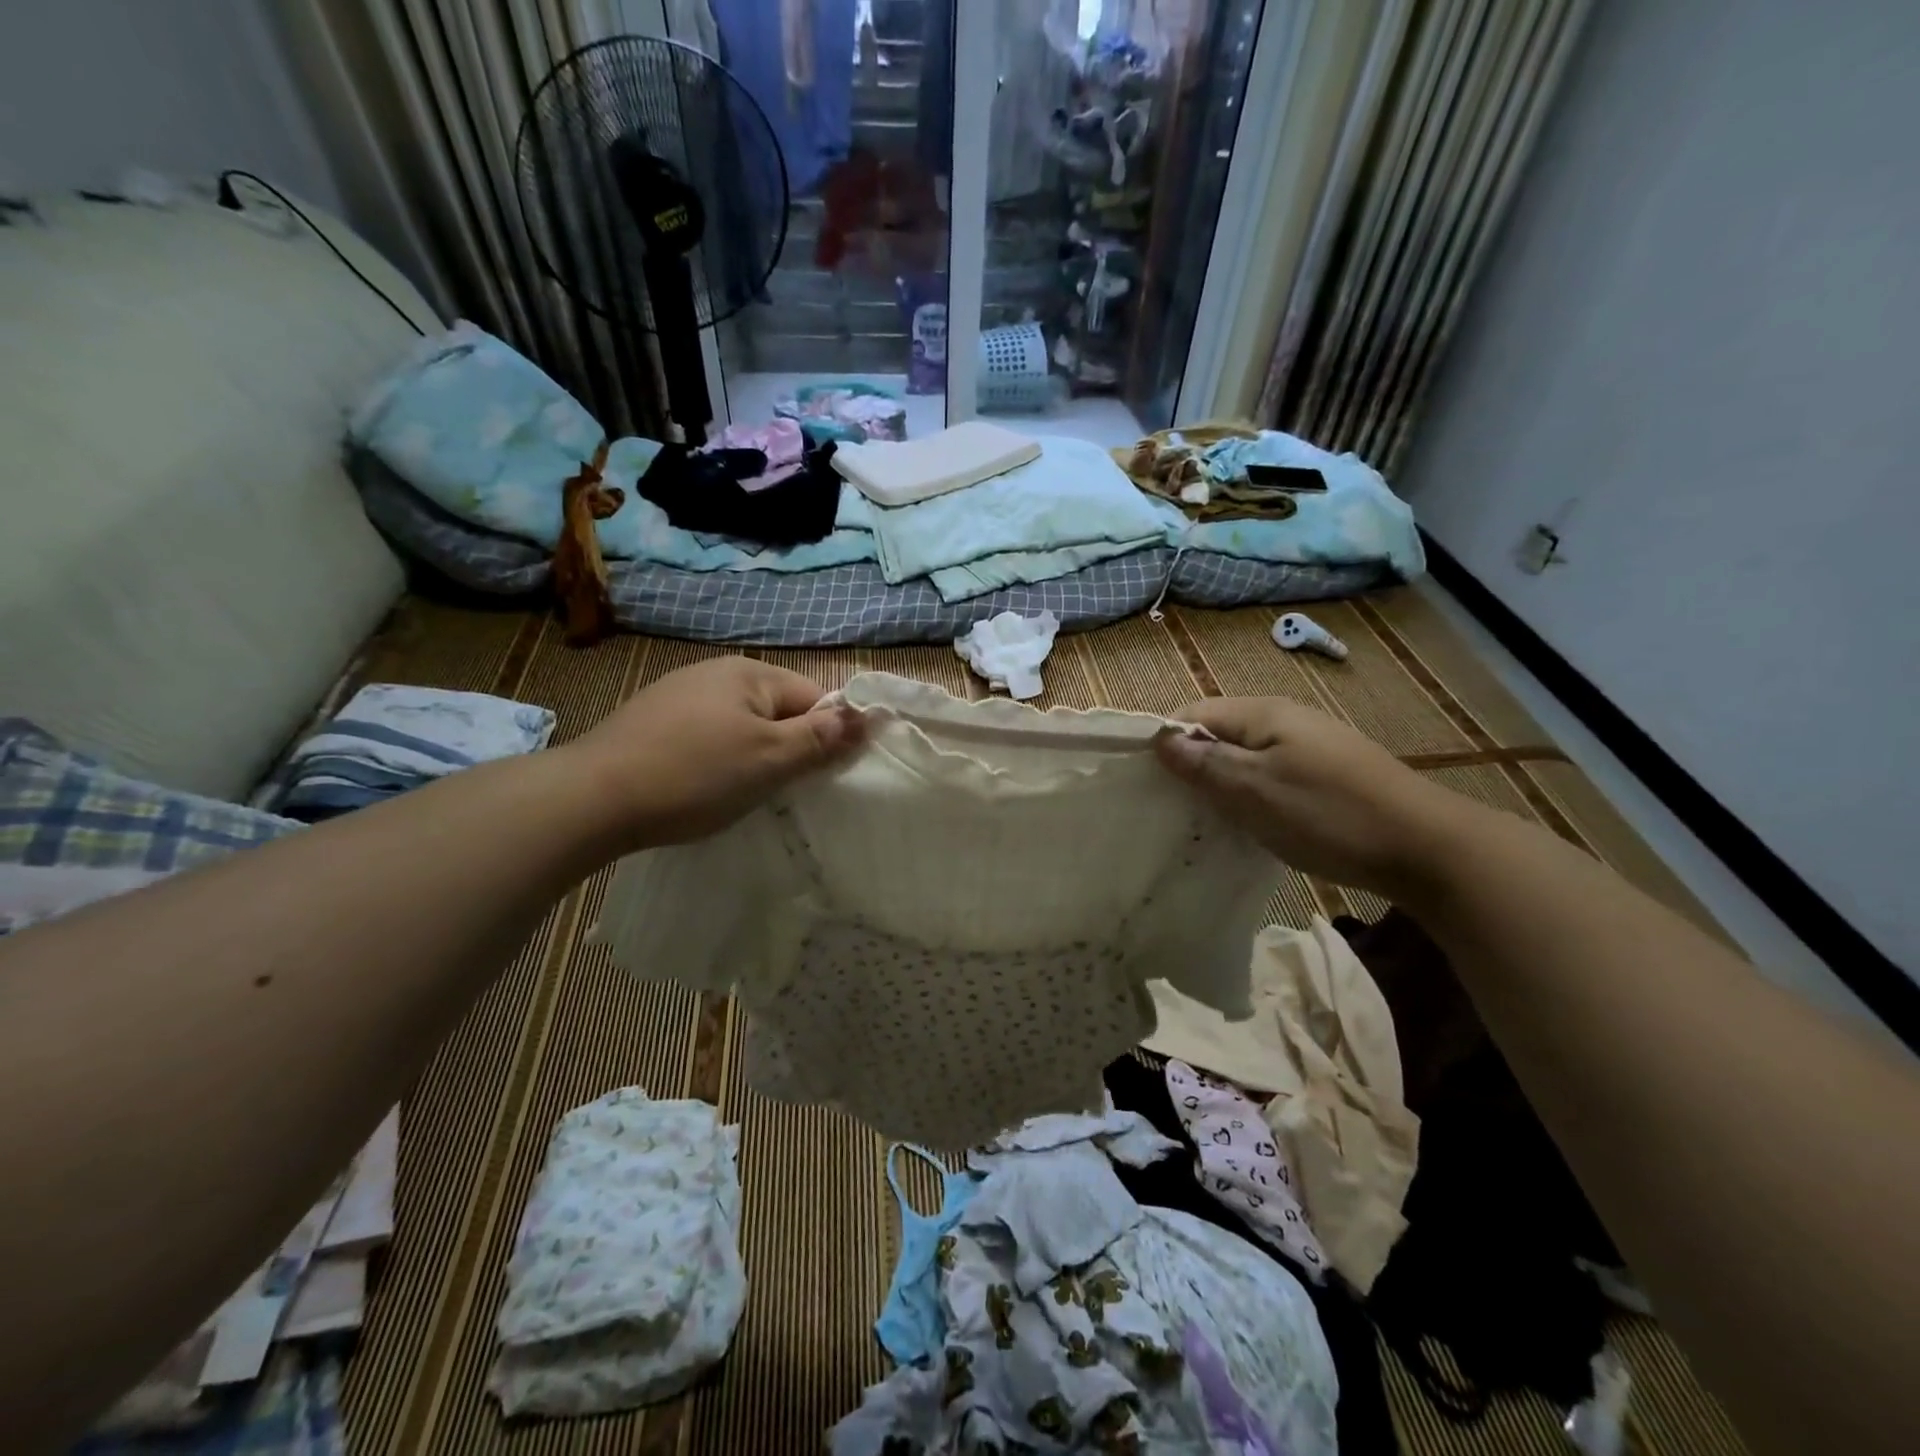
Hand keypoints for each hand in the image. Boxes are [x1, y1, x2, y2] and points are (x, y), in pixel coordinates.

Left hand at [565, 656, 863, 849]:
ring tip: (738, 792)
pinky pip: (706, 735)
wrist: (591, 798)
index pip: (813, 697)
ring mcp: (677, 694)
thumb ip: (821, 737)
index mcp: (748, 672)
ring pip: (741, 725)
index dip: (824, 736)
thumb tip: (868, 715)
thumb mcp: (770, 759)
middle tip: (778, 790)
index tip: (816, 777)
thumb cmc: (694, 775)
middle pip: (777, 710)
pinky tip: (700, 785)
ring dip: (752, 756)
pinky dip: (715, 759)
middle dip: (787, 747)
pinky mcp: (651, 720)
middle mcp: (714, 672)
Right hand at [1156, 696, 1455, 895]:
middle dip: (1193, 765)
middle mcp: (1286, 719)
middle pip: (1219, 733)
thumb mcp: (1255, 791)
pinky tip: (1253, 823)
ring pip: (1245, 757)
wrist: (1426, 848)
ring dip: (1222, 784)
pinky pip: (1271, 774)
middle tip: (1177, 808)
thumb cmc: (1329, 815)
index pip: (1193, 713)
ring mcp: (1310, 745)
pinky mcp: (1328, 772)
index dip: (1167, 743)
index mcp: (1264, 713)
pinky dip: (1252, 794)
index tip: (1151, 784)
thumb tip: (1160, 740)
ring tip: (1210, 820)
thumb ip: (1205, 764)